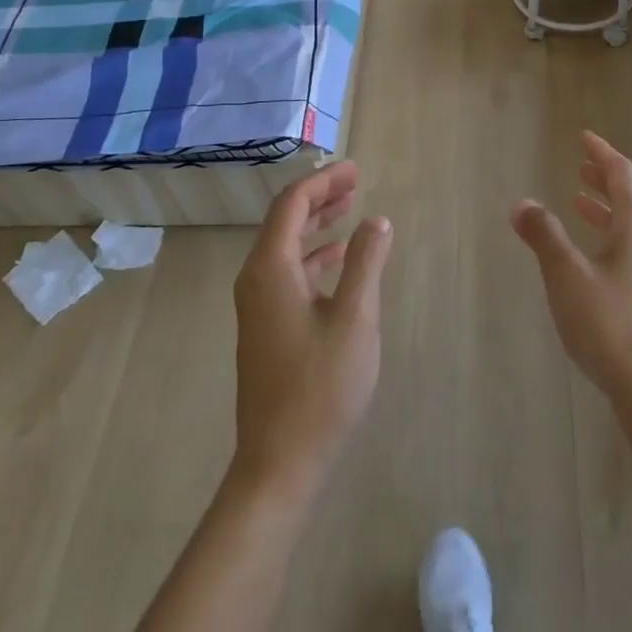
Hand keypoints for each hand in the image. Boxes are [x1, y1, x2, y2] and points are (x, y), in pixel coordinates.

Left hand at [231, 160, 392, 501]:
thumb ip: (366, 262)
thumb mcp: (355, 318)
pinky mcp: (265, 327)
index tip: (355, 169)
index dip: (323, 181)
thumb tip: (375, 220)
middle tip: (355, 181)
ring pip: (285, 246)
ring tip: (350, 209)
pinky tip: (338, 259)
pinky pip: (287, 272)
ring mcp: (257, 306)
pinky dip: (313, 255)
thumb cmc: (320, 386)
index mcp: (270, 269)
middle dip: (320, 196)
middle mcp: (256, 279)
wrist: (279, 462)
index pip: (292, 204)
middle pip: (284, 220)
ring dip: (316, 224)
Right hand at [513, 132, 631, 429]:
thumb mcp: (567, 277)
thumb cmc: (611, 327)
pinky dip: (613, 237)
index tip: (583, 138)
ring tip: (580, 205)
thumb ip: (544, 237)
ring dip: (608, 210)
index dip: (602, 153)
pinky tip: (596, 260)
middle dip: (605, 180)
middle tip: (581, 168)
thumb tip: (522, 203)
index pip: (623, 175)